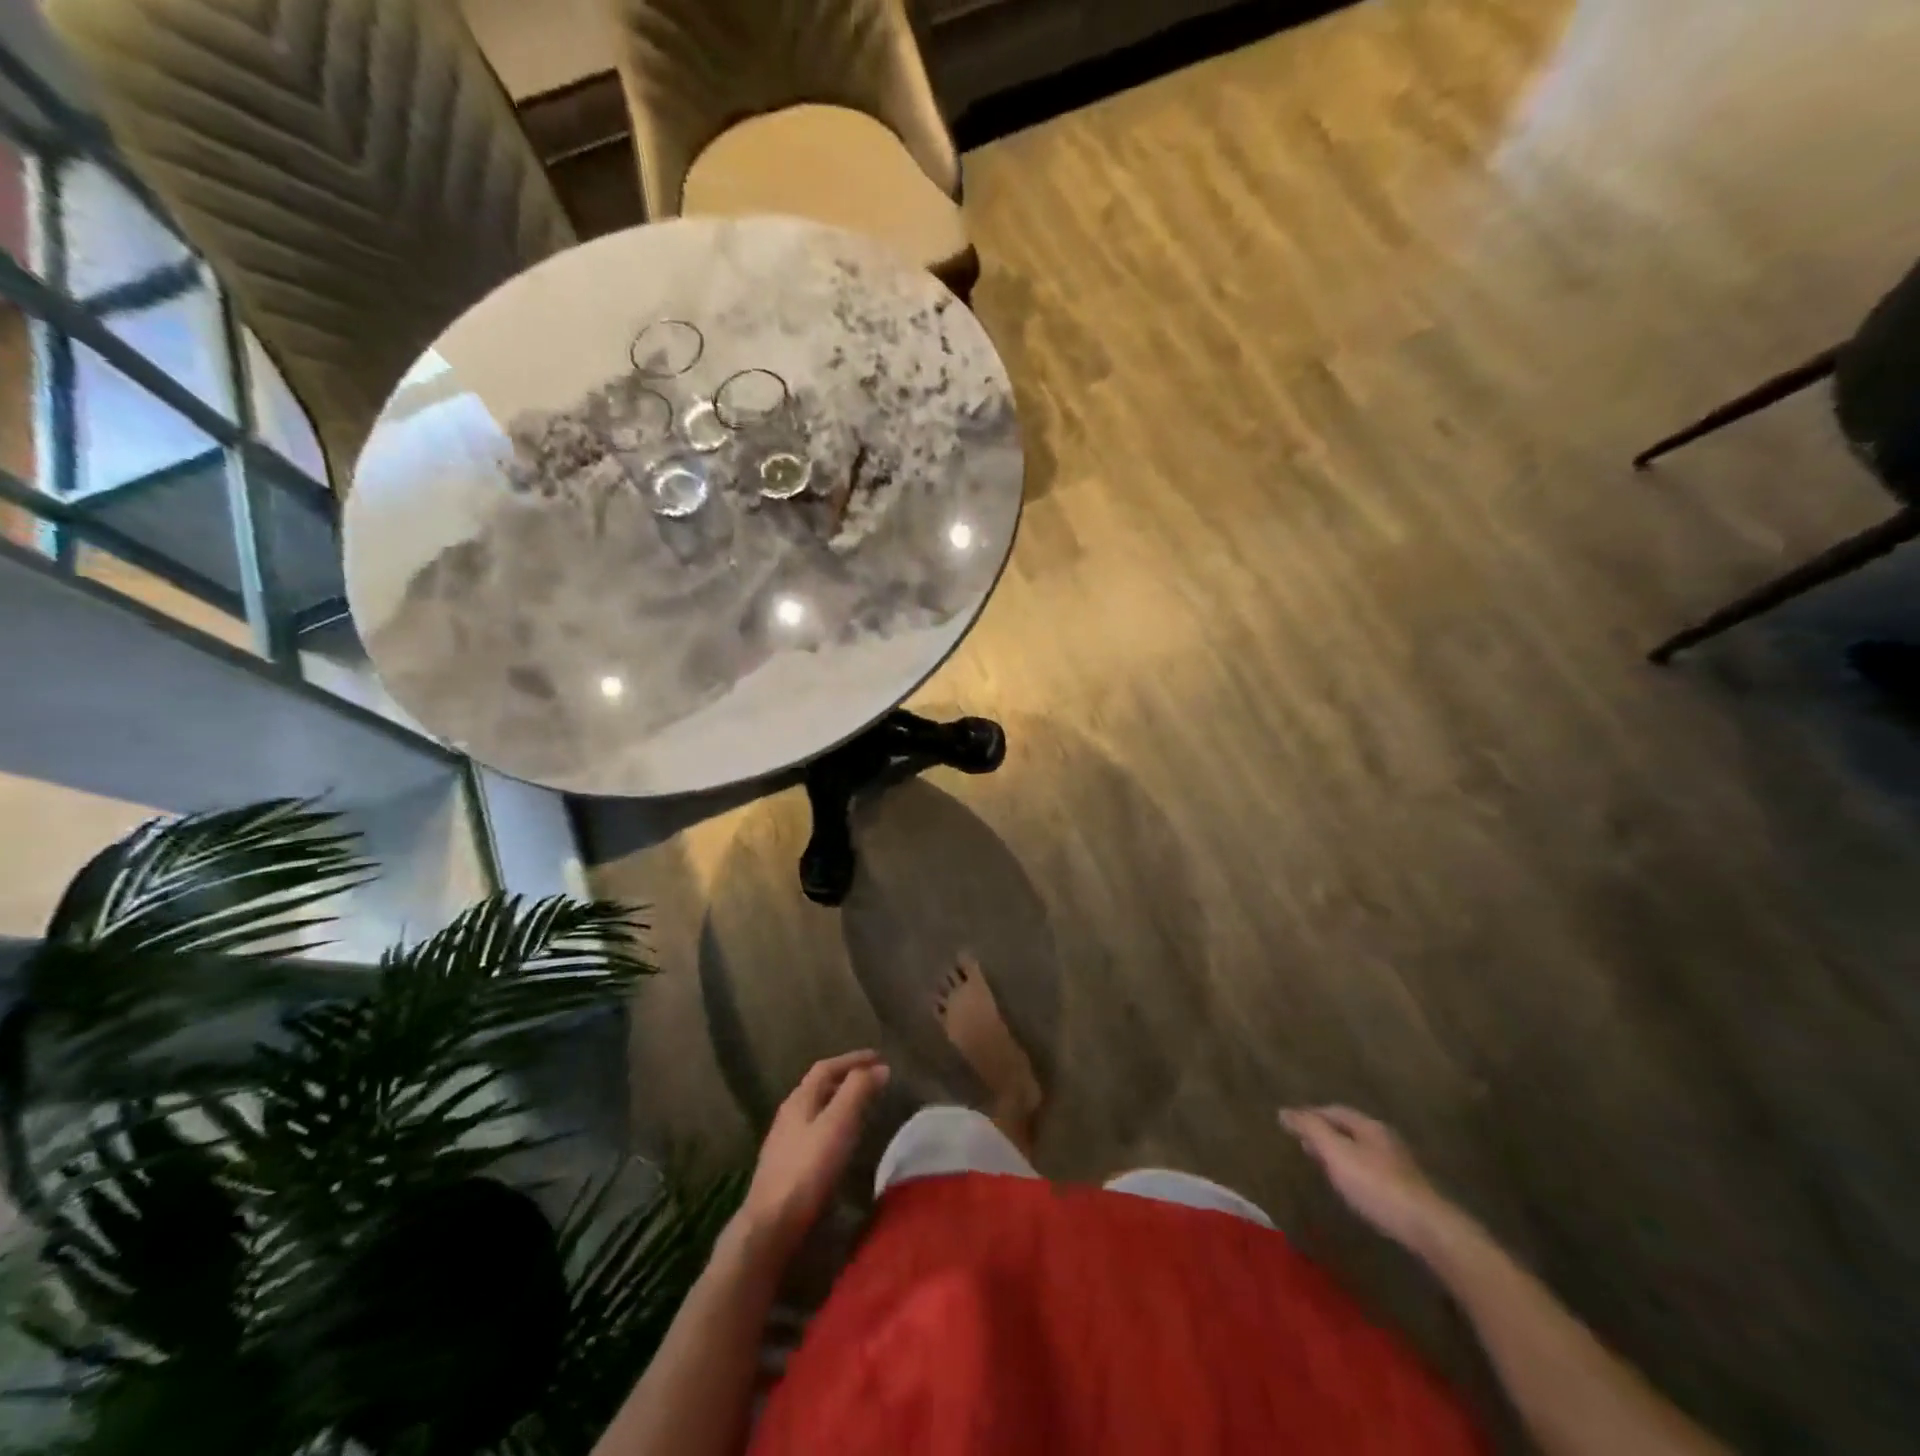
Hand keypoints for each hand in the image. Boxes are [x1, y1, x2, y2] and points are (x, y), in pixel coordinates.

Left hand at [740, 1051, 889, 1259]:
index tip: (878, 1057)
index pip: (826, 1067)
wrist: (771, 1227)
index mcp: (800, 1099)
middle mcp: (789, 1115)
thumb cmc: (807, 1170)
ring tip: (863, 1109)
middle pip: (819, 1087)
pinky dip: (834, 1127)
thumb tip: (879, 1067)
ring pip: (816, 1111)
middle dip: (846, 1079)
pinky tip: (843, 1144)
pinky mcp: (786, 1168)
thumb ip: (857, 1091)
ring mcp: (784, 1143)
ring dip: (839, 1103)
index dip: (853, 1059)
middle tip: (873, 1080)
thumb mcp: (838, 1124)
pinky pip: (814, 1134)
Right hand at [1280, 1106, 1460, 1253]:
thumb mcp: (1336, 1152)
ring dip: (1340, 1153)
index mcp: (1369, 1125)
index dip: (1310, 1115)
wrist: (1428, 1229)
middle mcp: (1385, 1139)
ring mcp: (1399, 1165)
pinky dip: (1354, 1171)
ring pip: (1361, 1151)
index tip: (1290, 1125)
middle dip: (1325, 1133)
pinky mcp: (1407, 1190)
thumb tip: (1284, 1111)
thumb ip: (1310, 1129)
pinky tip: (1350, 1187)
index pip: (1333, 1111)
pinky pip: (1372, 1171)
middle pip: (1348, 1129)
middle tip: (1303, 1144)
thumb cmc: (1376, 1185)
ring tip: (1322, 1166)